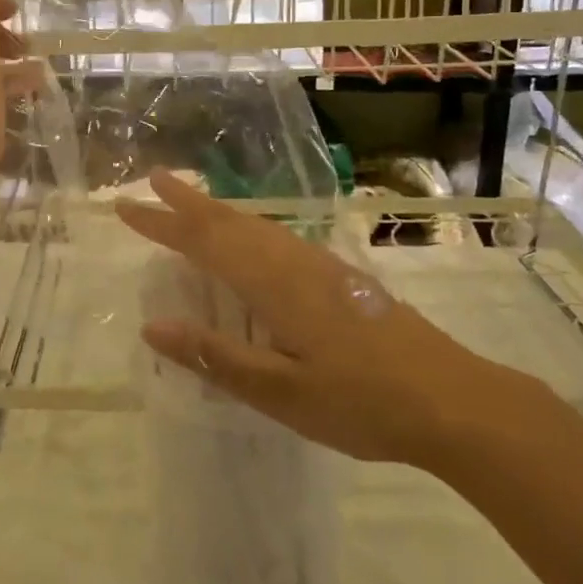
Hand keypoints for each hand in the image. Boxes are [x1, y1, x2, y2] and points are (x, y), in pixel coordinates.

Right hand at [116, 171, 526, 468]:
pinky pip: (278, 239)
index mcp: (273, 283)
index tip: (125, 206)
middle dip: (187, 203)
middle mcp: (294, 262)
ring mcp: (322, 267)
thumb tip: (152, 326)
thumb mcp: (280, 392)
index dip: (162, 223)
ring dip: (218, 212)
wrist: (456, 401)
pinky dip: (247, 229)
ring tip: (191, 204)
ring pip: (257, 226)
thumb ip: (216, 356)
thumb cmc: (363, 402)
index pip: (204, 242)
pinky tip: (252, 244)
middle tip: (152, 181)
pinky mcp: (342, 279)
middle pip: (230, 222)